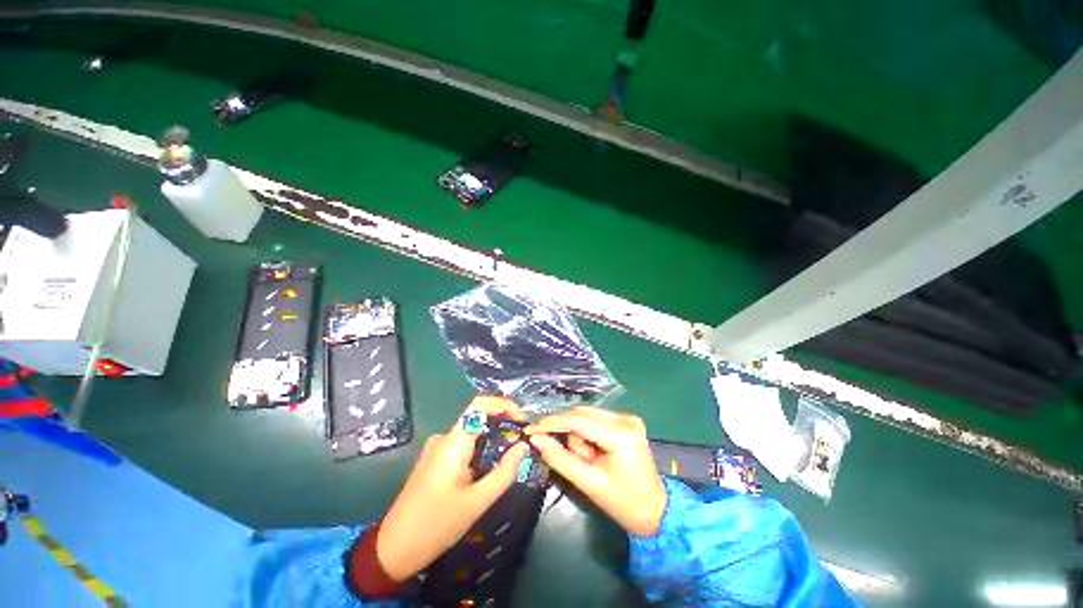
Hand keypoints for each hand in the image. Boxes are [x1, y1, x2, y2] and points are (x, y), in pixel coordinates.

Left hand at [376, 396, 529, 580]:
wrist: (393, 550)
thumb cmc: (435, 526)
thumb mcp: (476, 502)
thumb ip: (504, 472)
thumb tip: (524, 446)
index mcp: (452, 443)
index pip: (479, 404)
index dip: (503, 404)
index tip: (522, 420)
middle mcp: (444, 438)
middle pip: (478, 418)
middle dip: (503, 425)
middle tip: (523, 442)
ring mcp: (438, 449)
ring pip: (472, 433)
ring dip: (493, 439)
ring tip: (511, 458)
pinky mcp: (436, 460)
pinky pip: (464, 445)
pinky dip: (482, 450)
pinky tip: (489, 469)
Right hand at [526, 407, 665, 536]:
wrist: (656, 512)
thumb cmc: (623, 503)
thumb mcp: (588, 483)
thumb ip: (559, 458)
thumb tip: (536, 439)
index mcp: (620, 434)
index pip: (577, 420)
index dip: (551, 423)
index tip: (530, 429)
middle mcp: (625, 418)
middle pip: (581, 414)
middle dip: (569, 434)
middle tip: (573, 458)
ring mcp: (628, 417)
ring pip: (587, 416)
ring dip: (579, 436)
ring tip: (590, 461)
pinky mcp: (627, 421)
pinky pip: (595, 420)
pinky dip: (588, 434)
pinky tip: (595, 452)